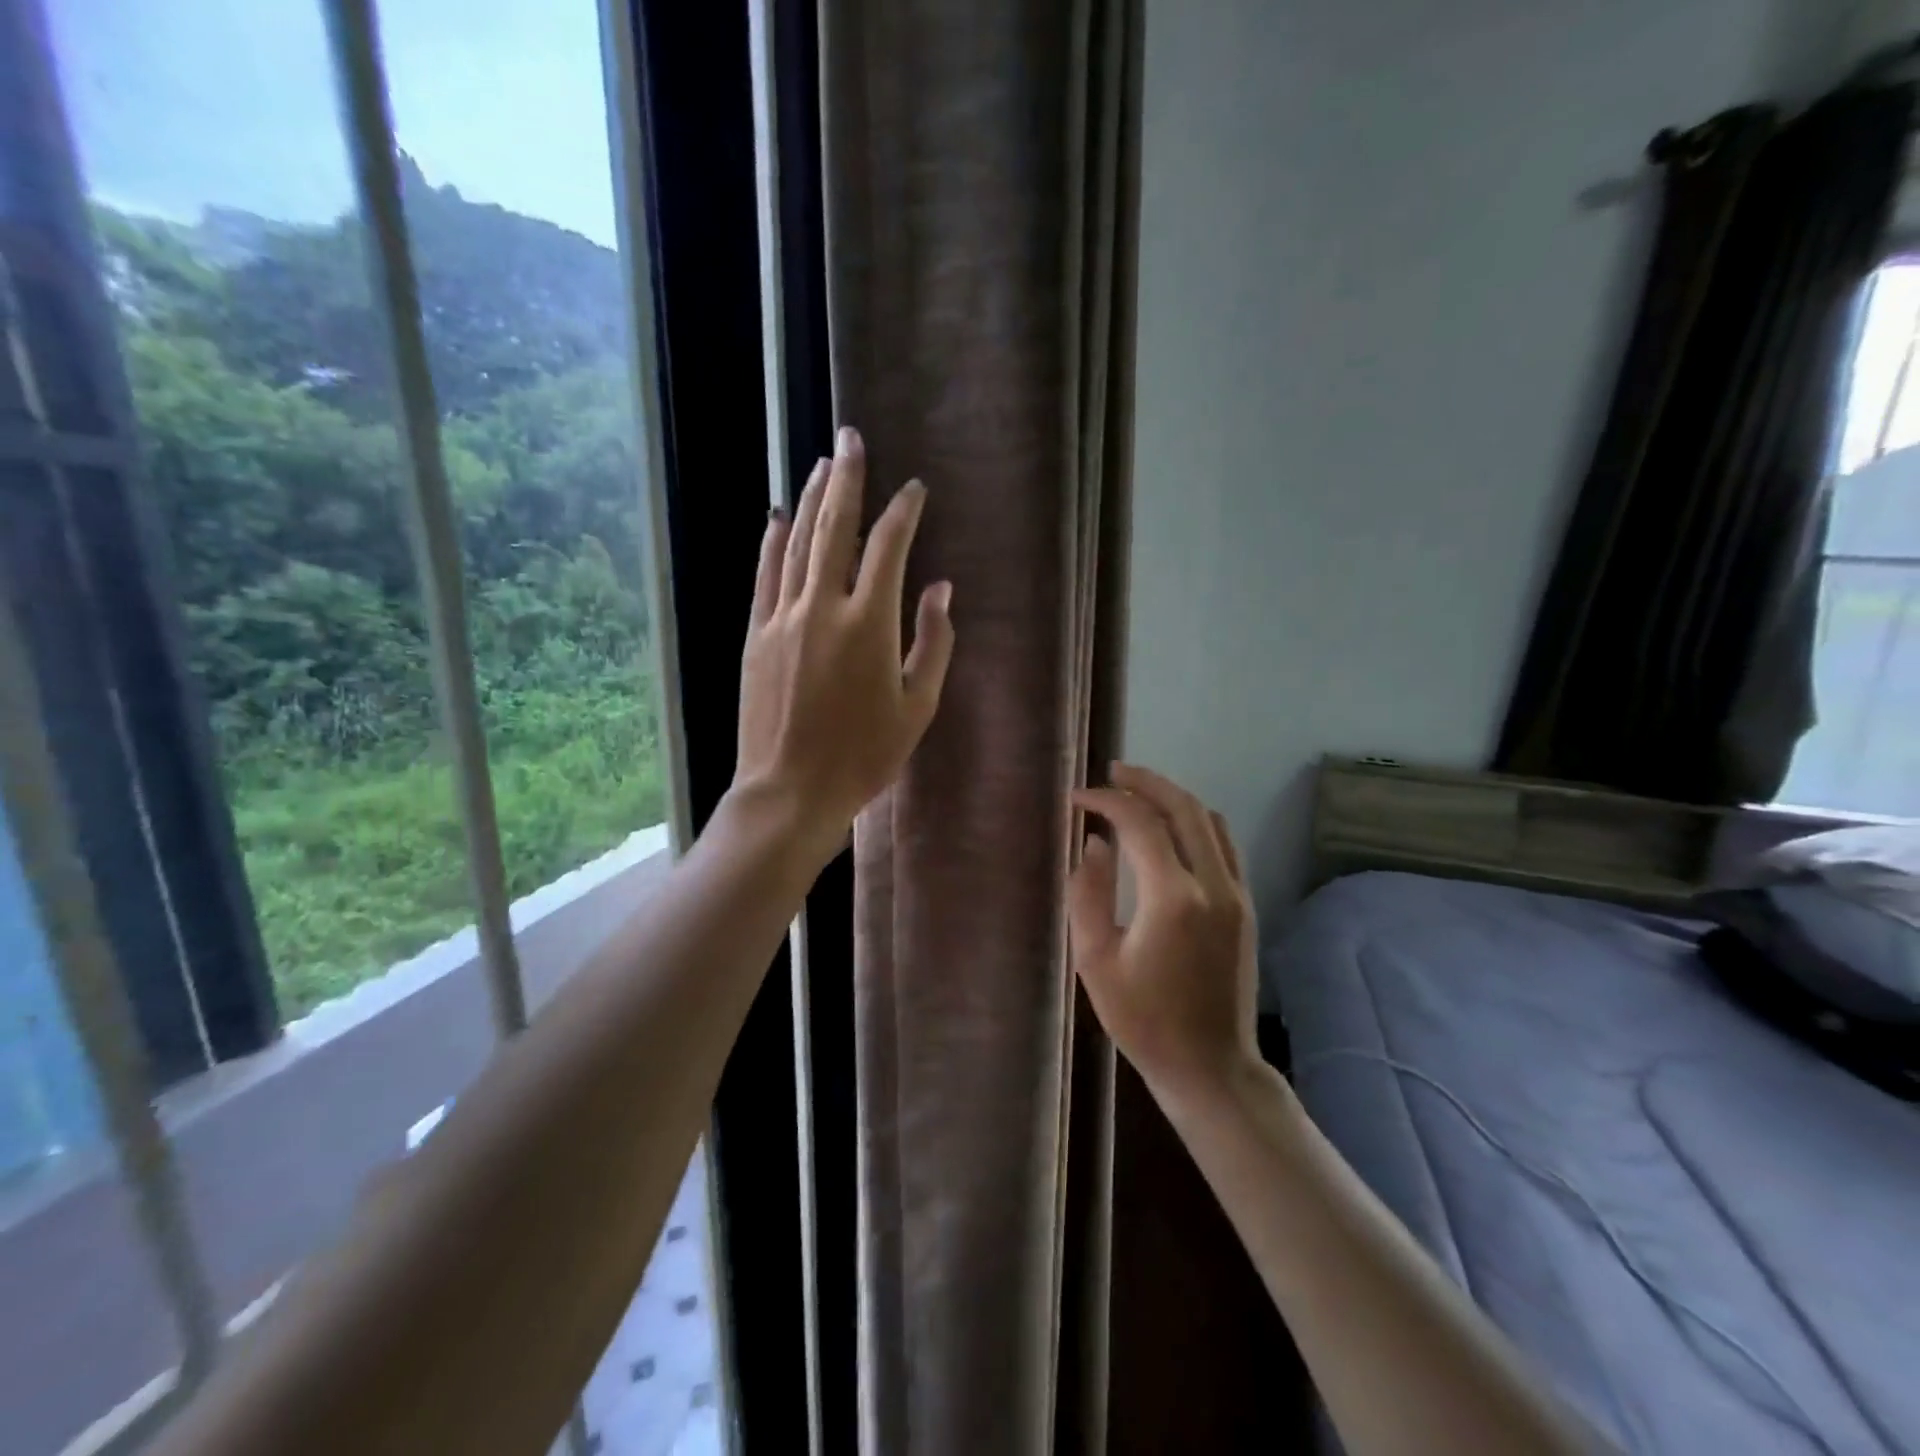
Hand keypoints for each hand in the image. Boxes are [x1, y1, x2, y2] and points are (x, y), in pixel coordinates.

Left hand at [731, 426, 954, 861]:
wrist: (791, 790)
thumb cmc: (865, 756)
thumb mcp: (917, 707)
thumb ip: (932, 643)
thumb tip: (940, 589)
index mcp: (869, 625)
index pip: (889, 549)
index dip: (903, 513)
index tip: (913, 490)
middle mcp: (822, 607)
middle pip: (835, 528)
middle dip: (846, 479)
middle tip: (851, 439)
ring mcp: (782, 618)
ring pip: (797, 544)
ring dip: (810, 501)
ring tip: (820, 465)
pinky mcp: (756, 635)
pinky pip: (764, 576)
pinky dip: (771, 543)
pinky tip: (776, 518)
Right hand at [1069, 764, 1259, 1099]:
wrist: (1210, 1065)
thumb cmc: (1143, 1020)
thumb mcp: (1095, 960)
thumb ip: (1088, 893)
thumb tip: (1094, 843)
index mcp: (1173, 898)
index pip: (1139, 823)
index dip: (1106, 800)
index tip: (1077, 799)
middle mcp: (1213, 884)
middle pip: (1183, 807)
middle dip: (1145, 782)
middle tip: (1112, 772)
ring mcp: (1237, 893)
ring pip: (1208, 820)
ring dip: (1172, 797)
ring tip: (1137, 792)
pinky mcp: (1246, 905)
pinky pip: (1223, 843)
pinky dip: (1194, 821)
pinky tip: (1171, 827)